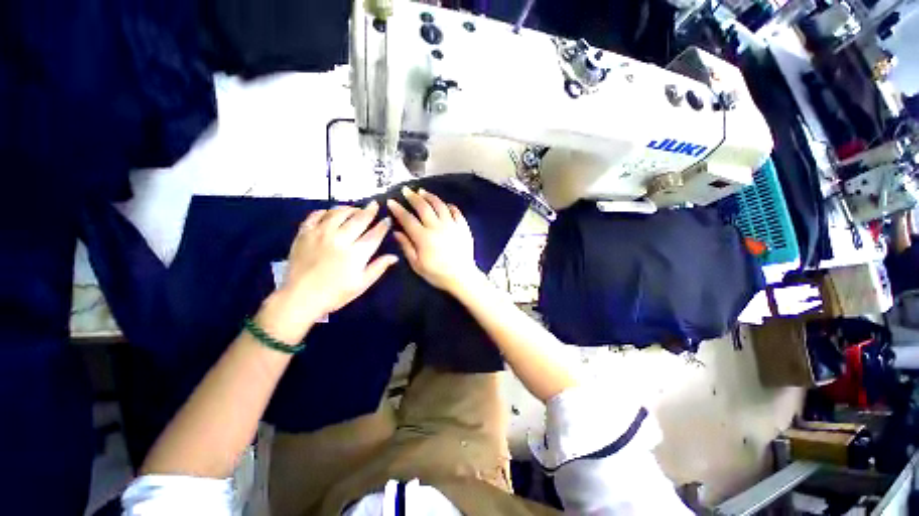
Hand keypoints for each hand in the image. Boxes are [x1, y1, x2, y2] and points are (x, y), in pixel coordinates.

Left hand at [260, 202, 397, 342]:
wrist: (300, 298)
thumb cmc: (335, 293)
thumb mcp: (362, 284)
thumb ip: (378, 268)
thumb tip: (395, 257)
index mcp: (356, 253)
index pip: (374, 234)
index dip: (383, 225)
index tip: (387, 219)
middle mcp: (340, 239)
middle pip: (359, 219)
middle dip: (369, 211)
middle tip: (374, 204)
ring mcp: (320, 234)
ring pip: (338, 213)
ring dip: (349, 209)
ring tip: (355, 209)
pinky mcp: (304, 233)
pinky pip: (316, 215)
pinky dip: (325, 211)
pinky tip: (331, 213)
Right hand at [387, 187, 479, 292]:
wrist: (462, 277)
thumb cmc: (437, 274)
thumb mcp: (417, 265)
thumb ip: (406, 247)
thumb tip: (397, 232)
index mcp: (423, 237)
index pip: (407, 219)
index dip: (398, 209)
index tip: (391, 201)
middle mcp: (437, 227)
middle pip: (423, 207)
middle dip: (413, 197)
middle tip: (406, 190)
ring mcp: (452, 225)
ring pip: (440, 205)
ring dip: (430, 196)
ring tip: (423, 192)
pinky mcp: (463, 227)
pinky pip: (456, 211)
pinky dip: (449, 206)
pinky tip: (445, 204)